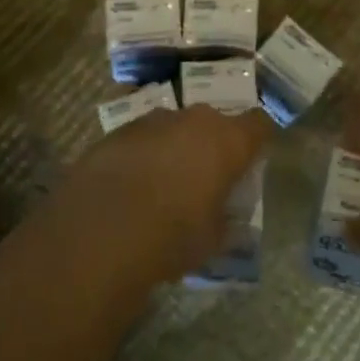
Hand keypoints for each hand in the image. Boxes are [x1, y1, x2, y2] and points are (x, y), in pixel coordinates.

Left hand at [57, 105, 267, 283]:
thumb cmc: (172, 235)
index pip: (259, 124)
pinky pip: (143, 138)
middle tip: (206, 177)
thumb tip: (229, 218)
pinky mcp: (118, 130)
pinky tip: (131, 185)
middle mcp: (193, 120)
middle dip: (212, 145)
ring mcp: (153, 120)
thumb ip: (227, 221)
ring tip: (163, 183)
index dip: (257, 140)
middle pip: (214, 123)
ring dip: (175, 147)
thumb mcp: (213, 240)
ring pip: (175, 128)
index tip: (251, 161)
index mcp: (227, 141)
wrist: (101, 229)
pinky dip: (143, 154)